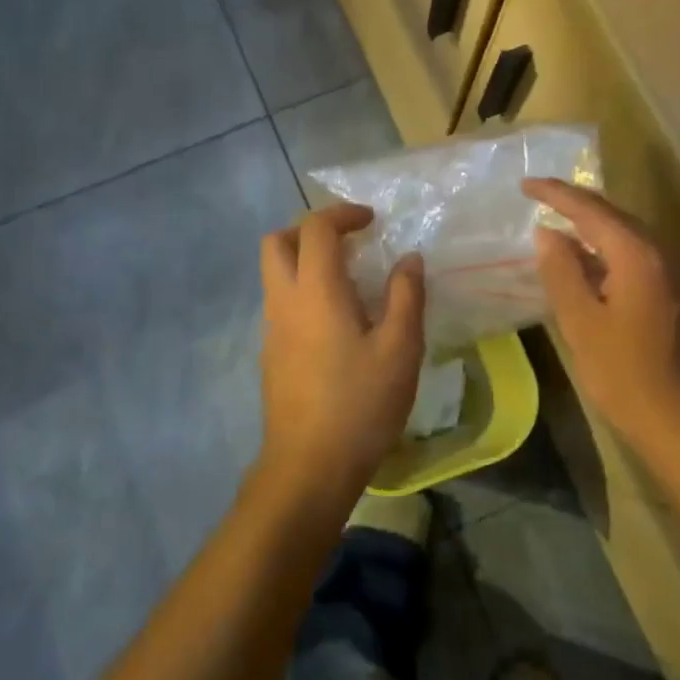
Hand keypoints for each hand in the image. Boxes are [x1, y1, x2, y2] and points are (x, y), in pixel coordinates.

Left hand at [258, 202, 425, 500]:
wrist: (309, 465)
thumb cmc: (360, 404)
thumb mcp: (400, 349)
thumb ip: (406, 296)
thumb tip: (409, 258)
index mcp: (315, 290)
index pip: (315, 228)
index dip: (343, 214)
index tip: (372, 222)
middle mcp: (284, 300)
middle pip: (277, 241)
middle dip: (310, 230)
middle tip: (349, 243)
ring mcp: (271, 328)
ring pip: (274, 273)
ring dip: (305, 260)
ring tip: (350, 282)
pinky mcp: (270, 353)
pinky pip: (280, 302)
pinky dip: (302, 290)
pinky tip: (336, 321)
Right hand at [523, 178, 679, 461]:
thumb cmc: (626, 376)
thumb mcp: (581, 323)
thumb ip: (562, 271)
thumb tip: (547, 233)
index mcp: (637, 254)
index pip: (590, 209)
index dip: (555, 193)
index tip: (525, 184)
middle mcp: (664, 253)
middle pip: (615, 215)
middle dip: (576, 204)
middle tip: (541, 198)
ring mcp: (678, 274)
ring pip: (629, 236)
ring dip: (594, 227)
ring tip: (560, 226)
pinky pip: (639, 257)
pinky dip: (610, 251)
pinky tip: (591, 264)